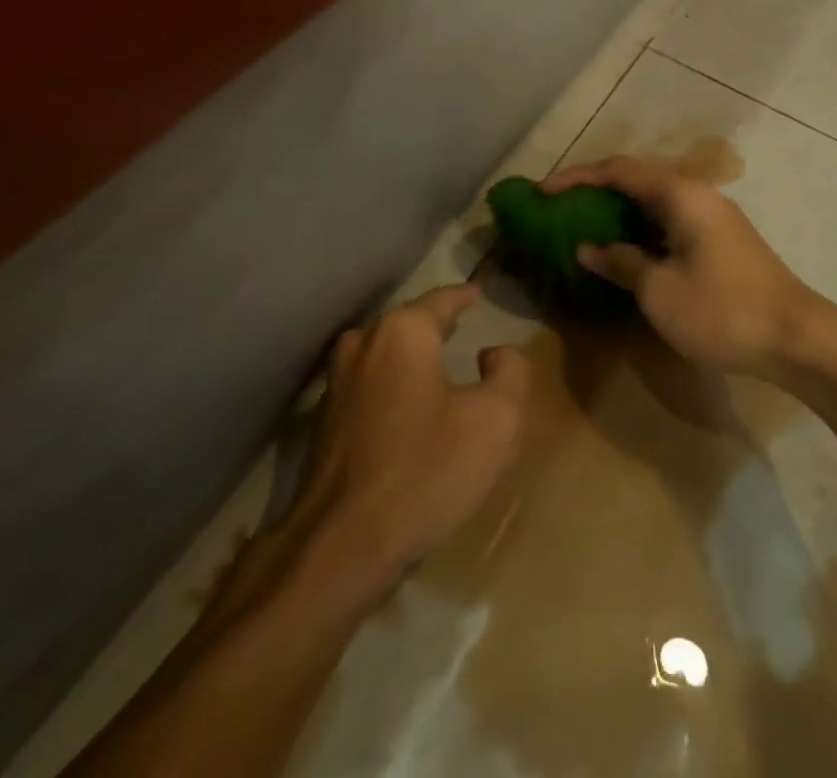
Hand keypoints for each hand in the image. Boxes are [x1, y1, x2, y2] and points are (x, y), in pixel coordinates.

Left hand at [282, 284, 529, 595]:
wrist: (341, 544)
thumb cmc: (426, 471)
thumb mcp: (496, 420)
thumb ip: (510, 371)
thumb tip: (494, 353)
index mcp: (403, 331)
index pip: (442, 299)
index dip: (465, 295)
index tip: (479, 292)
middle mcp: (365, 342)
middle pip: (410, 322)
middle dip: (436, 322)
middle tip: (462, 322)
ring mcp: (338, 379)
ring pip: (386, 351)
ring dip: (412, 353)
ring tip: (437, 358)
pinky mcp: (325, 417)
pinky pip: (370, 382)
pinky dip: (393, 382)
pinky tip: (407, 402)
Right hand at [542, 157, 829, 378]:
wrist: (798, 339)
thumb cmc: (722, 310)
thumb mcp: (659, 290)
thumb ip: (621, 261)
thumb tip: (589, 247)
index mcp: (681, 195)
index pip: (618, 171)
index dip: (577, 177)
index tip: (542, 191)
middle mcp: (697, 195)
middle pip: (637, 179)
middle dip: (595, 189)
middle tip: (560, 206)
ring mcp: (713, 217)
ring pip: (654, 201)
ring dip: (618, 210)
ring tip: (584, 224)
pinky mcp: (721, 240)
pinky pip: (669, 221)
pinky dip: (640, 228)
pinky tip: (625, 249)